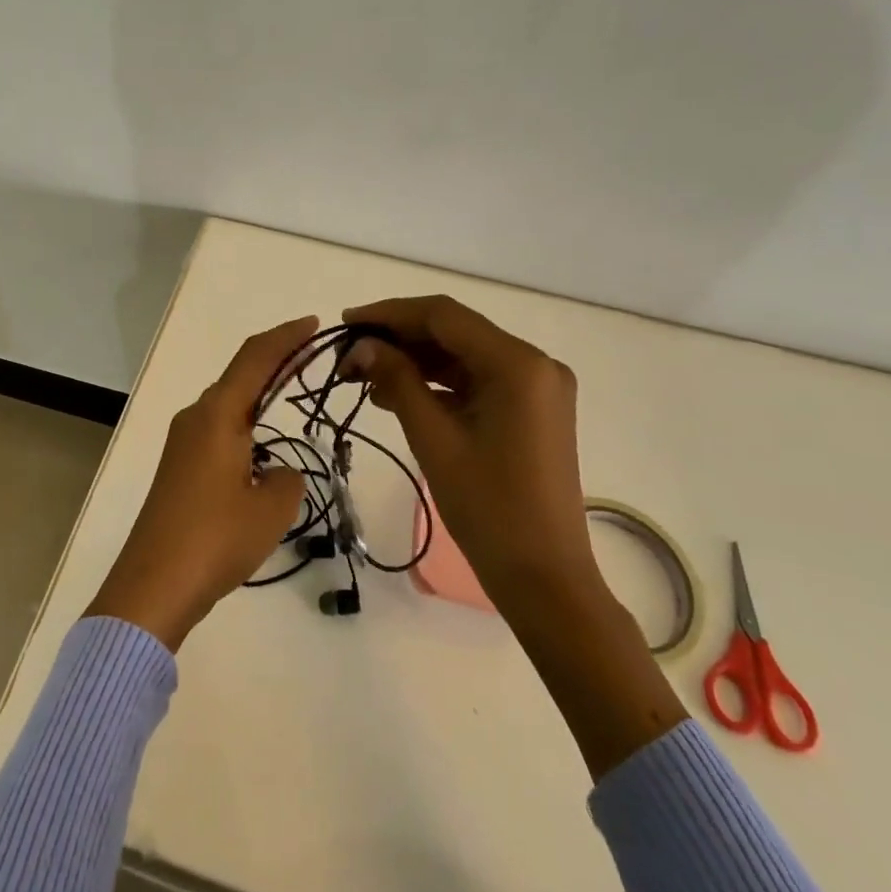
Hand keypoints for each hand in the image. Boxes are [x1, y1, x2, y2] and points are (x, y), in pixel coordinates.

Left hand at [84, 317, 315, 650]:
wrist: (152, 585)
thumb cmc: (215, 539)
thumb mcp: (271, 509)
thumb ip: (287, 478)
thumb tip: (277, 472)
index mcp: (218, 415)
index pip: (255, 358)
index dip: (286, 337)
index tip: (314, 325)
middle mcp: (196, 417)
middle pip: (241, 375)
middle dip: (276, 362)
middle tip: (312, 357)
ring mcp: (183, 442)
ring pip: (228, 405)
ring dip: (260, 395)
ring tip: (293, 396)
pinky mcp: (179, 467)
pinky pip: (219, 429)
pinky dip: (246, 424)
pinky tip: (263, 448)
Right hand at [344, 296, 686, 777]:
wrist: (544, 578)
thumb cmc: (488, 508)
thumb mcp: (434, 438)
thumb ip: (396, 380)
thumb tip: (361, 345)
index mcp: (518, 364)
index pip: (443, 316)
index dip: (390, 314)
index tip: (346, 323)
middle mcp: (534, 363)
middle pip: (454, 332)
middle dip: (398, 339)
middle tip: (349, 356)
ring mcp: (535, 387)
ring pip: (462, 355)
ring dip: (414, 361)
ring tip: (364, 377)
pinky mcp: (530, 409)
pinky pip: (476, 380)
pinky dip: (437, 383)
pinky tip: (396, 394)